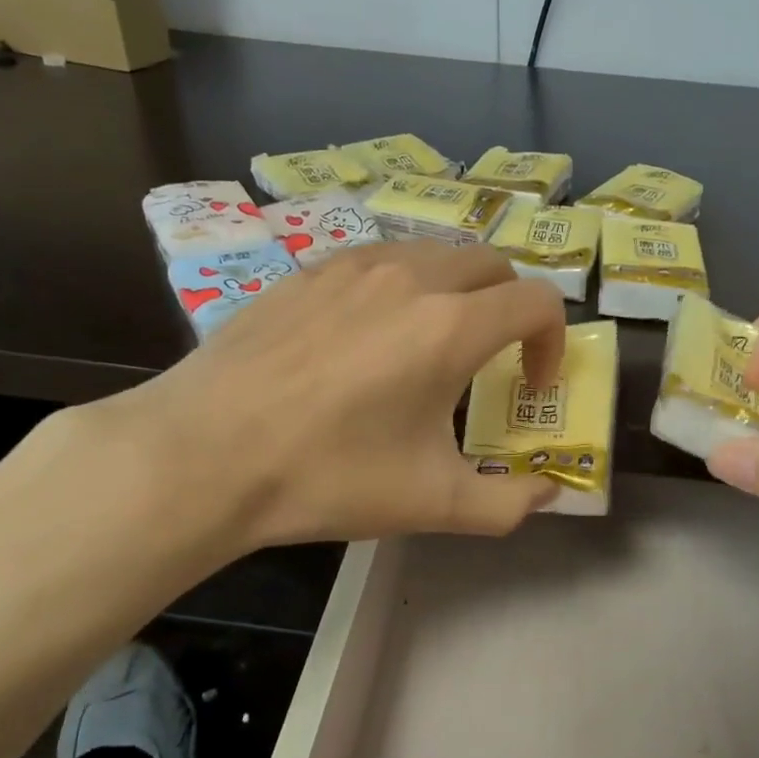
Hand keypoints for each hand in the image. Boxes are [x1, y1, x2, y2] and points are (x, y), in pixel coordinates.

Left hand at [79, 242, 566, 553]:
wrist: (205, 454)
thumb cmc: (328, 477)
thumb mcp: (431, 504)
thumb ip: (507, 504)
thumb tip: (549, 493)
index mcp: (450, 327)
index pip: (538, 301)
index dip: (552, 342)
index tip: (529, 386)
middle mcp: (409, 278)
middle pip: (492, 263)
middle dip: (511, 306)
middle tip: (493, 359)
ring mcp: (352, 265)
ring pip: (434, 253)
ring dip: (458, 290)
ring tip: (433, 343)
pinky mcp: (307, 271)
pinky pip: (378, 259)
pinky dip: (402, 285)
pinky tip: (369, 335)